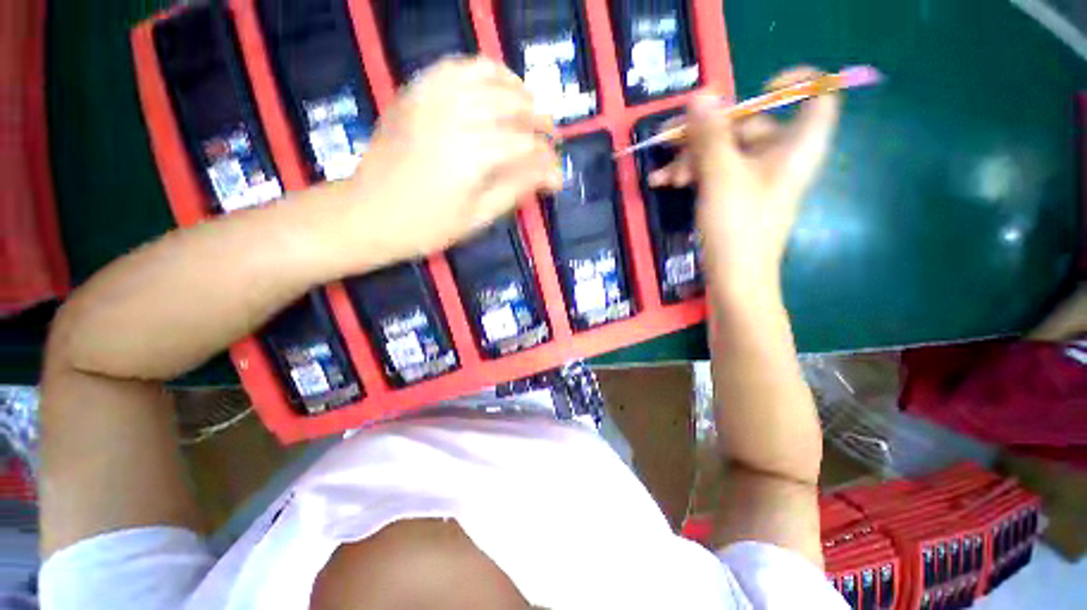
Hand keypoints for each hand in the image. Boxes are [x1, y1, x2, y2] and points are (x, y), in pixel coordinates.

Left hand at [339, 57, 562, 262]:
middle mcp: (456, 114)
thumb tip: (552, 176)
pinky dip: (481, 72)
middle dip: (541, 121)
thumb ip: (517, 189)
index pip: (527, 146)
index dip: (548, 160)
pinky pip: (454, 66)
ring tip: (528, 107)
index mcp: (473, 153)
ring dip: (517, 88)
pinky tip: (492, 88)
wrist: (369, 213)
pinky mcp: (415, 92)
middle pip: (513, 104)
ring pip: (488, 74)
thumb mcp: (479, 217)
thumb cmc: (427, 226)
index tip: (558, 178)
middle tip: (551, 140)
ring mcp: (431, 96)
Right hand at [649, 67, 839, 292]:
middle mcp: (779, 157)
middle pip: (750, 124)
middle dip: (706, 133)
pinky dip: (691, 175)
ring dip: (689, 158)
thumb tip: (702, 95)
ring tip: (662, 177)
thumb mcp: (721, 177)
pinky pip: (715, 172)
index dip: (797, 83)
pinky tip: (664, 184)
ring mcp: (755, 178)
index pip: (818, 97)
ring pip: (723, 151)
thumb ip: (711, 134)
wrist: (734, 280)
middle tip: (670, 141)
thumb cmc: (738, 228)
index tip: (759, 88)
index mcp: (795, 146)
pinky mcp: (735, 195)